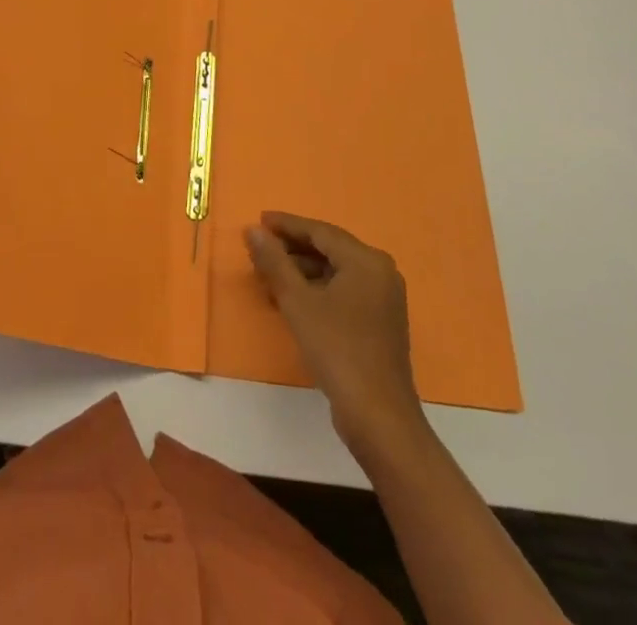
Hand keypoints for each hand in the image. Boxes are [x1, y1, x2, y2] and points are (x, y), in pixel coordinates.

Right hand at [246, 212, 423, 455]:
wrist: (379, 417)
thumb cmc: (337, 350)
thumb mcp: (298, 302)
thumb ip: (274, 261)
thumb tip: (254, 230)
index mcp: (366, 260)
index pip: (320, 231)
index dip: (287, 224)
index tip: (259, 220)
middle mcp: (380, 272)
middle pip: (328, 249)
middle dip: (291, 250)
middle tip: (258, 249)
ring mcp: (383, 298)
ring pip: (334, 272)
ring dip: (301, 272)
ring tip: (267, 276)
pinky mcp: (379, 321)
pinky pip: (342, 291)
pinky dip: (316, 290)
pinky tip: (290, 300)